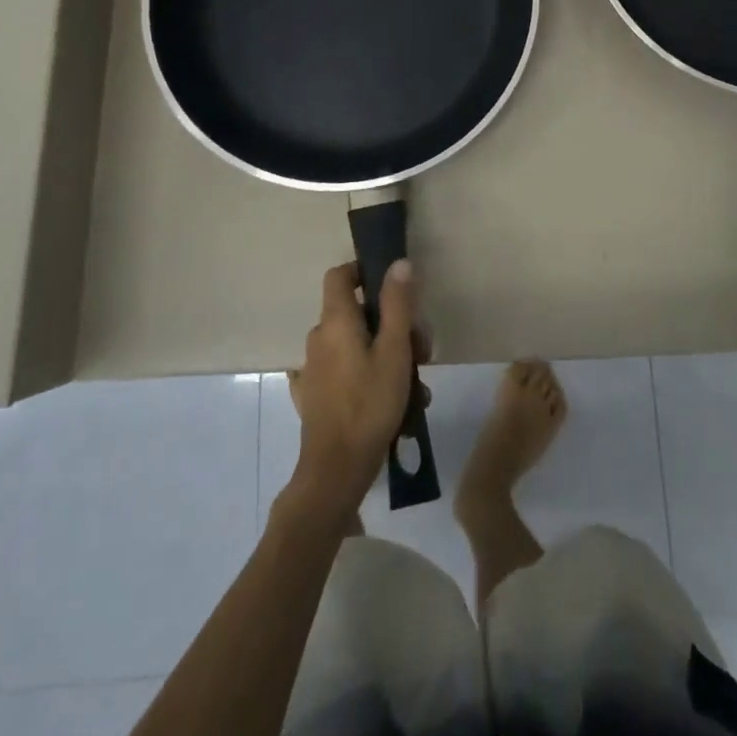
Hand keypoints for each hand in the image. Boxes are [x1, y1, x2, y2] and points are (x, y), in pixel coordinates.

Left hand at [286, 260, 423, 515]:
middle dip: (393, 325)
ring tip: (416, 387)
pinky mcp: (315, 395)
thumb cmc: (369, 404)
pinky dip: (369, 376)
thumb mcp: (394, 351)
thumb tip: (398, 263)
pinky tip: (392, 402)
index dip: (364, 272)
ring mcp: (314, 368)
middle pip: (357, 313)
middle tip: (421, 352)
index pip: (340, 275)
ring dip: (388, 356)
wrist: (335, 471)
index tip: (393, 288)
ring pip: (357, 345)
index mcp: (336, 321)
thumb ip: (398, 304)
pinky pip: (346, 371)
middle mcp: (320, 337)